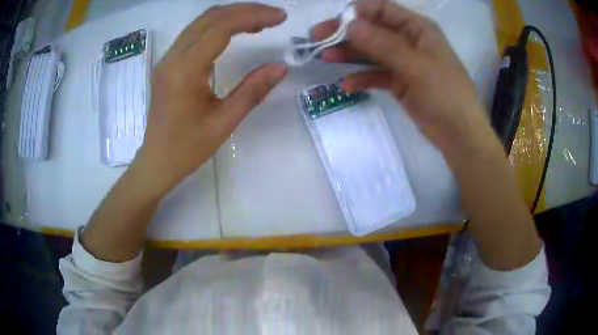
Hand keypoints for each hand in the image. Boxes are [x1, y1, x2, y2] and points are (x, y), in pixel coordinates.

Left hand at [133, 3, 287, 195]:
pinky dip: (218, 25)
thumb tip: (281, 67)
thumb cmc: (188, 148)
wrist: (157, 161)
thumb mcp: (224, 122)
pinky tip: (235, 31)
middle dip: (245, 10)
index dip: (253, 17)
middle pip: (210, 18)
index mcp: (185, 72)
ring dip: (232, 15)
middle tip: (274, 16)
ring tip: (260, 21)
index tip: (280, 18)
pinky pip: (194, 33)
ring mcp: (167, 59)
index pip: (220, 29)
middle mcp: (172, 58)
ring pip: (201, 22)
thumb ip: (253, 90)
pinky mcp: (168, 63)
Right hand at [312, 0, 491, 155]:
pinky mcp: (400, 83)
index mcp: (418, 29)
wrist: (459, 134)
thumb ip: (383, 44)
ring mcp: (403, 62)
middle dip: (346, 33)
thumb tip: (350, 25)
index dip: (358, 11)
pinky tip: (346, 85)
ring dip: (349, 54)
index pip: (383, 9)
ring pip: (371, 52)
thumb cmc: (446, 94)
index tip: (334, 21)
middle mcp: (409, 41)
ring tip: (325, 58)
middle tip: (317, 40)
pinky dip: (362, 78)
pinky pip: (376, 75)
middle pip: (372, 30)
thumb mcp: (416, 66)